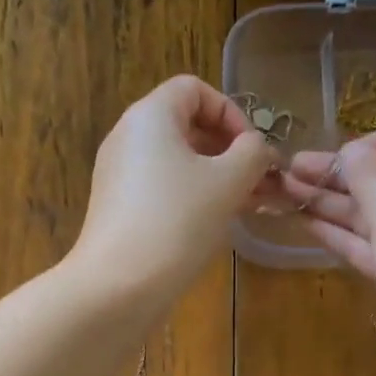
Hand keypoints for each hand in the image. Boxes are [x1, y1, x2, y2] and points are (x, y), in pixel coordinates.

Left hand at [68, 76, 275, 308]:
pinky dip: (191, 198)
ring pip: (176, 162)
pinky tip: (213, 225)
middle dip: (228, 150)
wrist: (117, 286)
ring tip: (245, 206)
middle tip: (257, 182)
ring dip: (214, 178)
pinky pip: (162, 189)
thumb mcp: (228, 182)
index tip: (253, 150)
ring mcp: (119, 176)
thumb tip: (258, 148)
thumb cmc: (177, 222)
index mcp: (150, 116)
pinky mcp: (119, 209)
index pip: (195, 89)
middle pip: (186, 126)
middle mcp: (128, 137)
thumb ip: (252, 154)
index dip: (231, 112)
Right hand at [283, 123, 375, 375]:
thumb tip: (351, 151)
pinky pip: (373, 244)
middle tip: (292, 170)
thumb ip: (368, 175)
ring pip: (375, 214)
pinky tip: (306, 223)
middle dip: (342, 174)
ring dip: (333, 203)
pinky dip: (343, 233)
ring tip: (286, 193)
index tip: (346, 154)